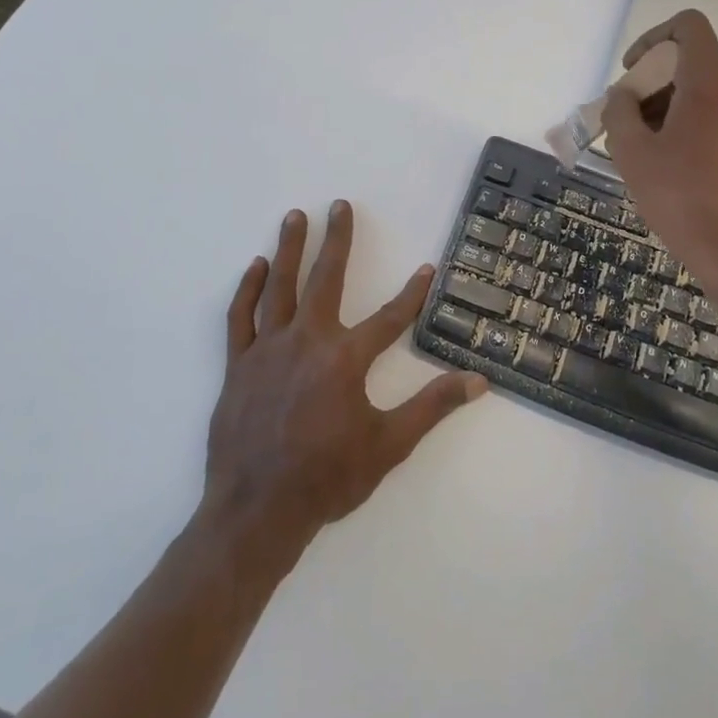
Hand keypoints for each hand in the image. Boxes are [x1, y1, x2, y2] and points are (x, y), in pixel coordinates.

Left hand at [201, 201, 486, 560]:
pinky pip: (241, 316)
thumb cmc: (327, 479)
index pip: (389, 317)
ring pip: (279, 286)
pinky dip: (249, 288)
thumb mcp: (389, 446)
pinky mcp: (239, 364)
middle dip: (337, 240)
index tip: (427, 268)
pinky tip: (256, 266)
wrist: (256, 512)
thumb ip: (432, 407)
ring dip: (289, 248)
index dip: (412, 293)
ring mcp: (268, 349)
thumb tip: (478, 382)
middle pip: (326, 279)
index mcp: (345, 359)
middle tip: (339, 205)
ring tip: (295, 216)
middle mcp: (307, 341)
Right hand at [601, 10, 717, 298]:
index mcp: (713, 81)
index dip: (653, 39)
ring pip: (704, 92)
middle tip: (626, 127)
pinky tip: (672, 166)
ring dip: (668, 109)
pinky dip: (691, 125)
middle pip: (691, 63)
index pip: (688, 26)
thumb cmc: (685, 201)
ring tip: (644, 153)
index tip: (632, 74)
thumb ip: (619, 112)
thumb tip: (623, 95)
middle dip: (652, 86)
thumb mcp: (633, 154)